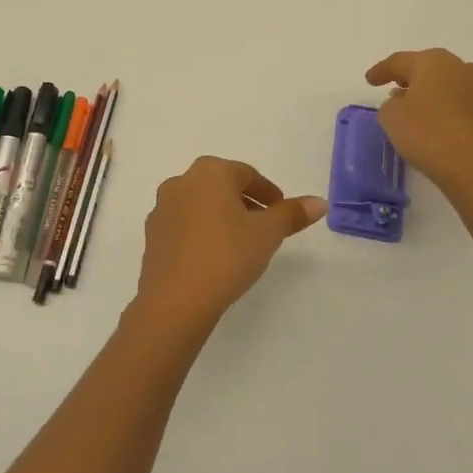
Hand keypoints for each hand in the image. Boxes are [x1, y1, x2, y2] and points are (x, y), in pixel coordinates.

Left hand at [132, 157, 325, 333]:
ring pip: (200, 205)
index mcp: (210, 172)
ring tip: (241, 244)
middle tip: (265, 226)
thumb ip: (292, 214)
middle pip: (221, 186)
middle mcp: (181, 182)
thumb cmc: (227, 255)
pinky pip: (184, 226)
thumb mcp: (268, 234)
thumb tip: (320, 202)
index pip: (246, 174)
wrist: (175, 300)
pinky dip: (202, 233)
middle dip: (245, 202)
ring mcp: (162, 209)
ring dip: (222, 217)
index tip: (281, 212)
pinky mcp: (152, 236)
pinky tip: (214, 257)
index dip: (268, 192)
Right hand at [365, 49, 472, 192]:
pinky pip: (459, 105)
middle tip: (393, 90)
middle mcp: (460, 68)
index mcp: (434, 61)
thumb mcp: (391, 117)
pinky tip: (435, 125)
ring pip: (446, 86)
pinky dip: (445, 111)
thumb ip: (390, 105)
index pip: (399, 61)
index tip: (369, 80)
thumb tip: (402, 103)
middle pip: (427, 69)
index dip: (381, 71)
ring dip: (429, 94)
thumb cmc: (428, 134)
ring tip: (414, 109)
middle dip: (409, 79)